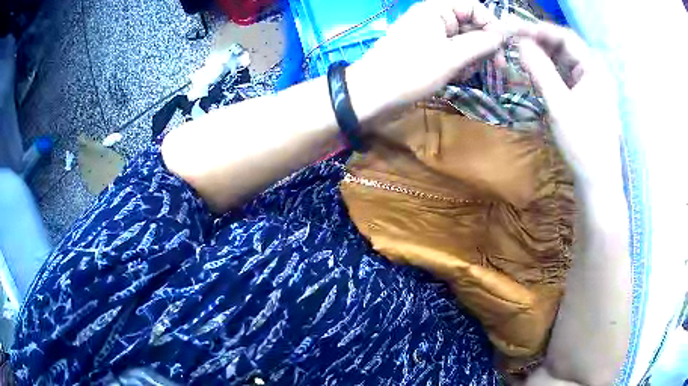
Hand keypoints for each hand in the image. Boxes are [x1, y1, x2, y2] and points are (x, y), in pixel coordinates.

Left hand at [347, 0, 507, 119]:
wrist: (372, 95)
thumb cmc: (411, 71)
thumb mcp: (452, 56)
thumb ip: (481, 43)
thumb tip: (502, 35)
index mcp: (436, 9)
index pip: (473, 7)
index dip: (491, 25)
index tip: (502, 48)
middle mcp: (433, 18)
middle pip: (470, 24)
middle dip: (483, 45)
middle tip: (496, 68)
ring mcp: (429, 36)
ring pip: (463, 41)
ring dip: (472, 57)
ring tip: (468, 73)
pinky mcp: (426, 53)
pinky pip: (452, 53)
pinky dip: (460, 64)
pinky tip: (458, 77)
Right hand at [515, 23, 622, 186]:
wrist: (598, 181)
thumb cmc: (583, 144)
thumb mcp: (559, 105)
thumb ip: (540, 70)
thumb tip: (520, 42)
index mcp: (595, 69)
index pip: (564, 36)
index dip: (538, 29)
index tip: (514, 29)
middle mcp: (596, 72)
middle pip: (566, 46)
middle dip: (541, 41)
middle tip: (515, 40)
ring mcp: (594, 86)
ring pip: (567, 61)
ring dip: (546, 56)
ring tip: (524, 55)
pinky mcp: (589, 98)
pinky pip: (569, 76)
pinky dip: (553, 71)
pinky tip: (540, 73)